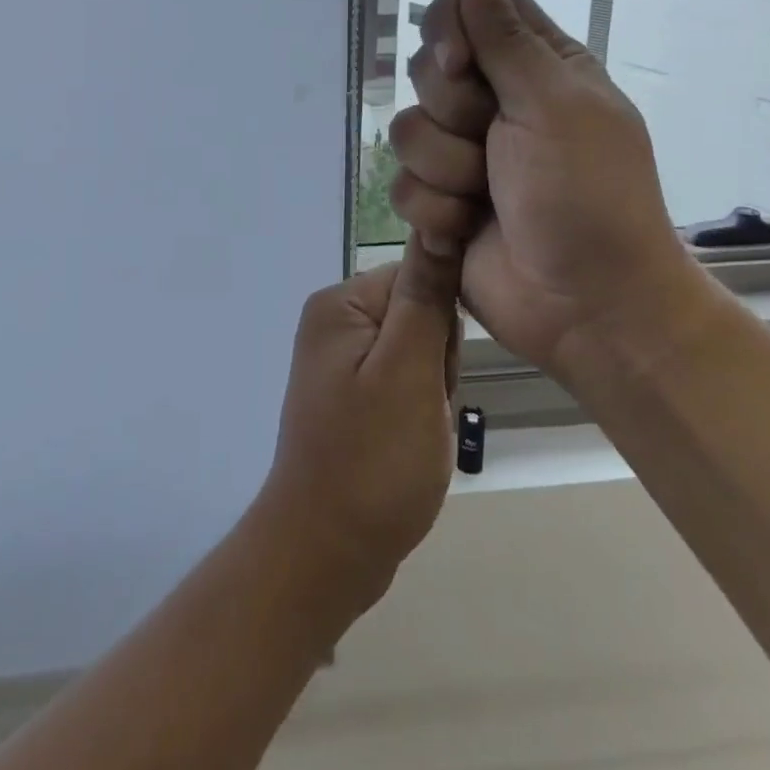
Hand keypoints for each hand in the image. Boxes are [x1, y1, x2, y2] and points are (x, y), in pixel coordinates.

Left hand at [256, 241, 462, 612]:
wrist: (327, 550)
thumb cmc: (372, 459)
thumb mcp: (409, 372)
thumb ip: (425, 296)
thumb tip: (437, 219)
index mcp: (340, 304)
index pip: (419, 279)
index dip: (443, 329)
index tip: (434, 375)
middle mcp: (334, 322)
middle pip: (419, 315)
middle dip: (437, 363)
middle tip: (422, 410)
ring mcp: (340, 361)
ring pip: (418, 353)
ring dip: (432, 391)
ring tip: (415, 432)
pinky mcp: (350, 394)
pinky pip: (403, 383)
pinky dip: (417, 411)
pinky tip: (408, 442)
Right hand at [388, 0, 706, 375]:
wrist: (586, 304)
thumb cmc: (586, 194)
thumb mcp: (554, 105)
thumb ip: (506, 38)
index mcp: (535, 67)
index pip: (467, 12)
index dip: (450, 33)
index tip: (463, 65)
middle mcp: (495, 103)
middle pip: (427, 69)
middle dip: (452, 111)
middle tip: (491, 139)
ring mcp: (463, 154)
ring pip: (406, 130)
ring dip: (446, 169)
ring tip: (485, 196)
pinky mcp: (439, 200)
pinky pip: (402, 185)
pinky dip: (436, 210)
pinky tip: (467, 228)